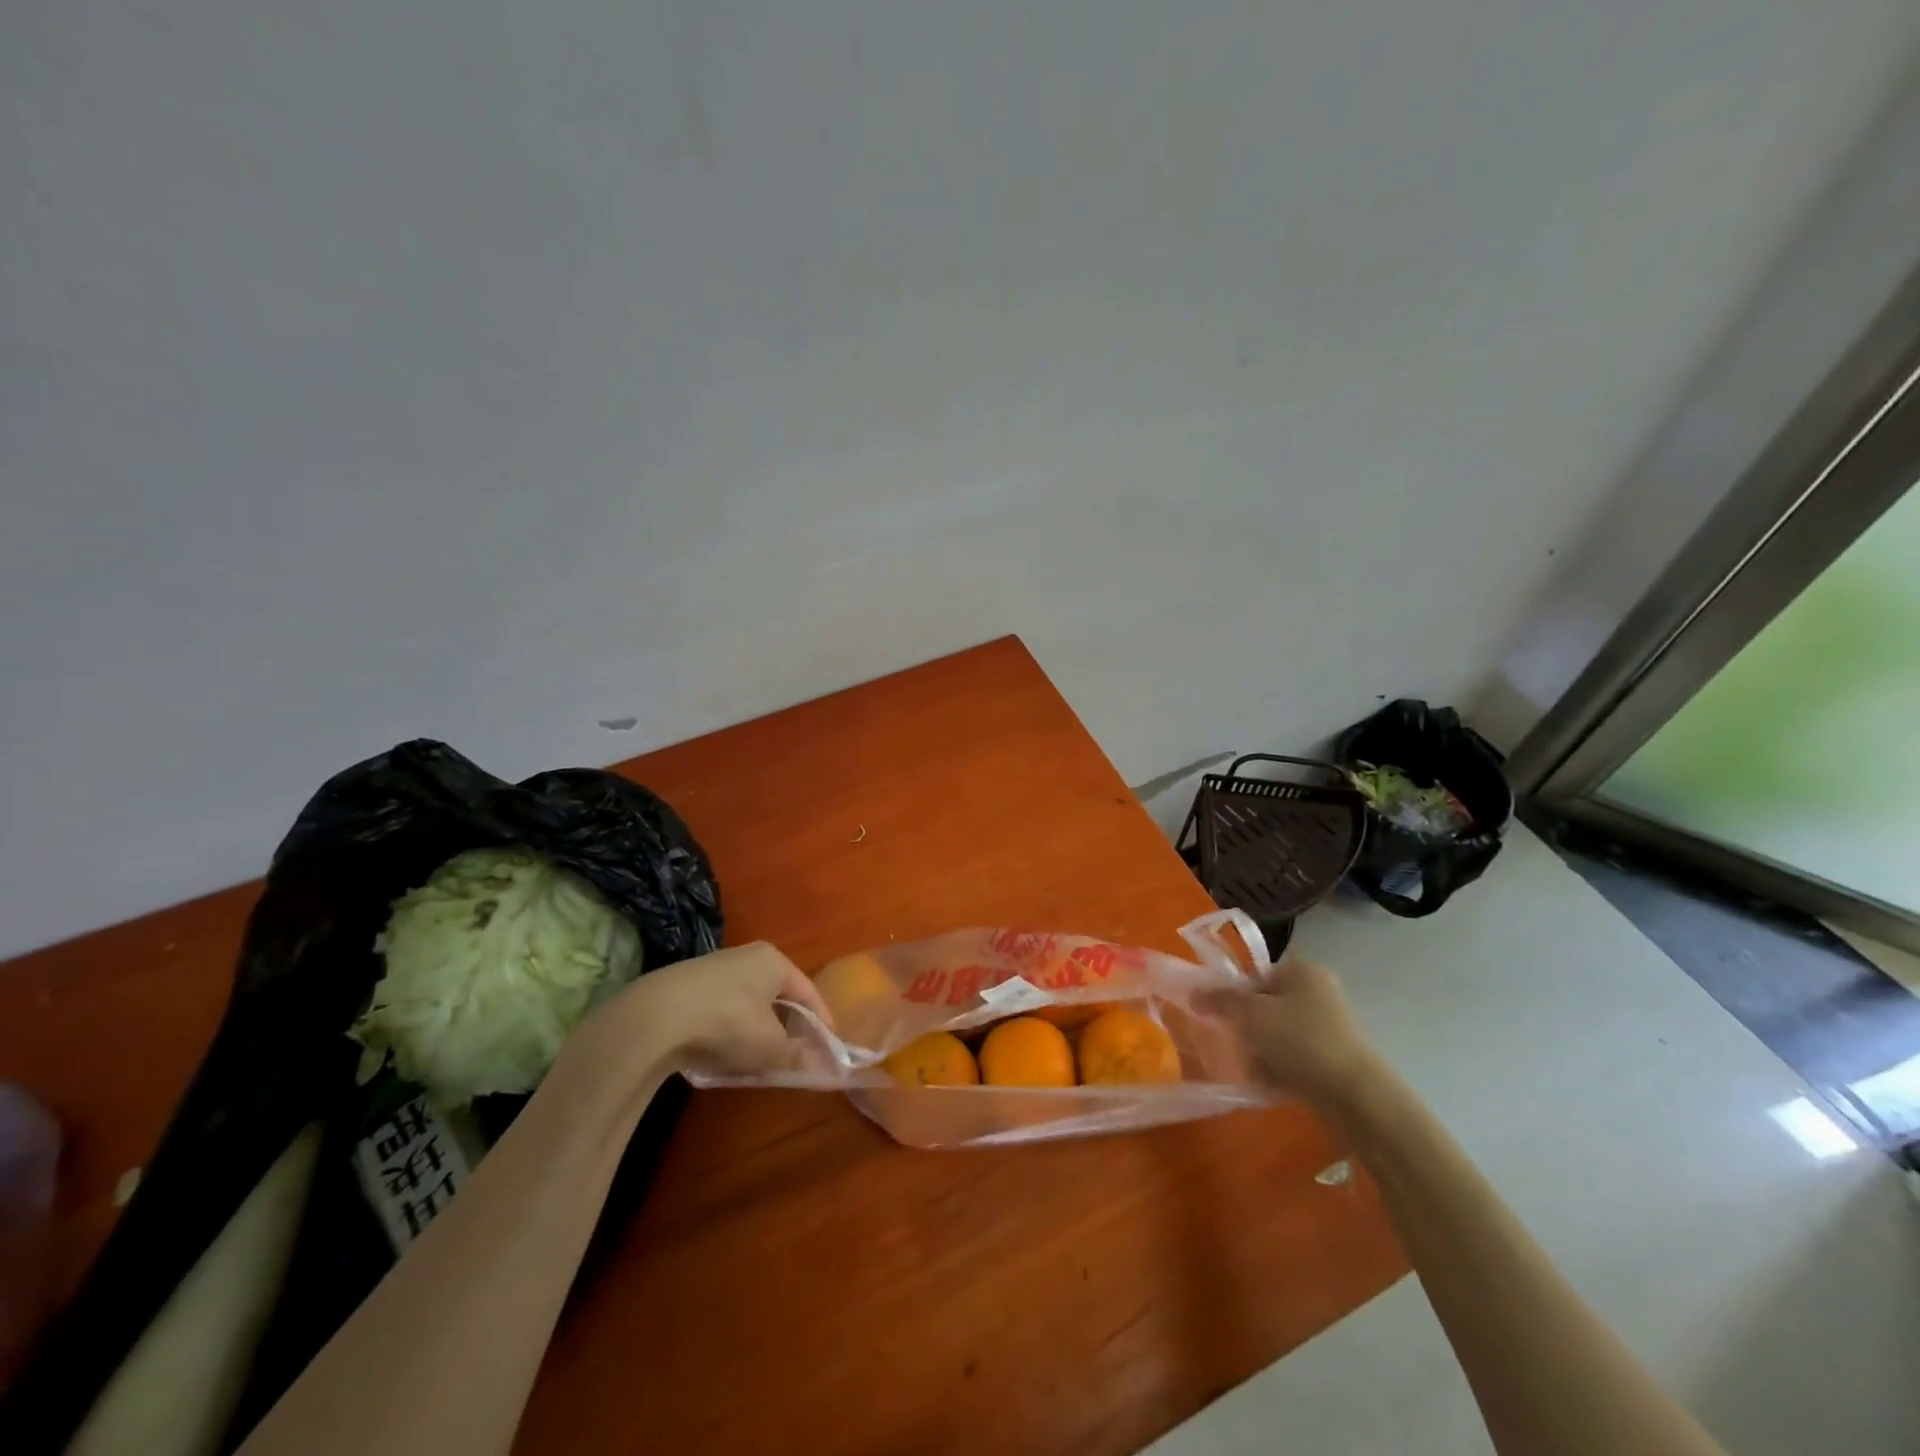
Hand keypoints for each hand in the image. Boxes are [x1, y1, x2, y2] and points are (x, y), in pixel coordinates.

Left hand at [570, 942, 832, 1080]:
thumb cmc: (728, 1022)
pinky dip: (729, 1030)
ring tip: (759, 1060)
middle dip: (787, 1026)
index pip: (808, 991)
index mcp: (774, 961)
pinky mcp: (685, 985)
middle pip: (777, 995)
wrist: (655, 1017)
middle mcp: (746, 956)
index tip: (829, 1048)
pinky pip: (720, 1009)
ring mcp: (713, 968)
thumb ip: (799, 1056)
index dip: (821, 1022)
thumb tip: (824, 1066)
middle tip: (794, 1055)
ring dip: (757, 1030)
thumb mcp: (770, 1047)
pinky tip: (723, 1054)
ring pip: (747, 1003)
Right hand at [1215, 957, 1388, 1113]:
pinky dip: (1280, 1069)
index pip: (1255, 975)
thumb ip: (1220, 999)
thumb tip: (1194, 992)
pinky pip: (1294, 1058)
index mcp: (1301, 970)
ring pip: (1276, 1035)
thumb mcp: (1251, 1014)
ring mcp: (1329, 1026)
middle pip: (1264, 1006)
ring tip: (1258, 1071)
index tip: (1223, 1018)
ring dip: (1261, 1052)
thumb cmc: (1301, 1041)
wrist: (1357, 1097)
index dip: (1234, 995)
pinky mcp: (1334, 1058)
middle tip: (1241, 1046)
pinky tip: (1273, 1084)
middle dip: (1247, 1030)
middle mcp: (1318, 992)